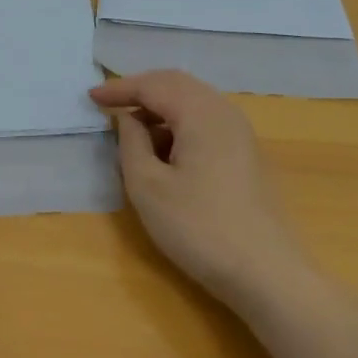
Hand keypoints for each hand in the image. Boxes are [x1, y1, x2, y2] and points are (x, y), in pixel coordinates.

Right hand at [90, 70, 309, 310]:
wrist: (266, 273)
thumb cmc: (199, 228)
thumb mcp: (148, 187)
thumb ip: (131, 143)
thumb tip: (129, 119)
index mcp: (200, 112)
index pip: (153, 85)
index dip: (119, 89)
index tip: (90, 98)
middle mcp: (224, 111)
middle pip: (177, 84)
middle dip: (141, 90)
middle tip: (111, 104)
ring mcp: (240, 132)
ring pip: (193, 101)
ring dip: (160, 107)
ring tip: (132, 129)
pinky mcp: (245, 154)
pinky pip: (205, 120)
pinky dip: (179, 123)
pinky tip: (164, 149)